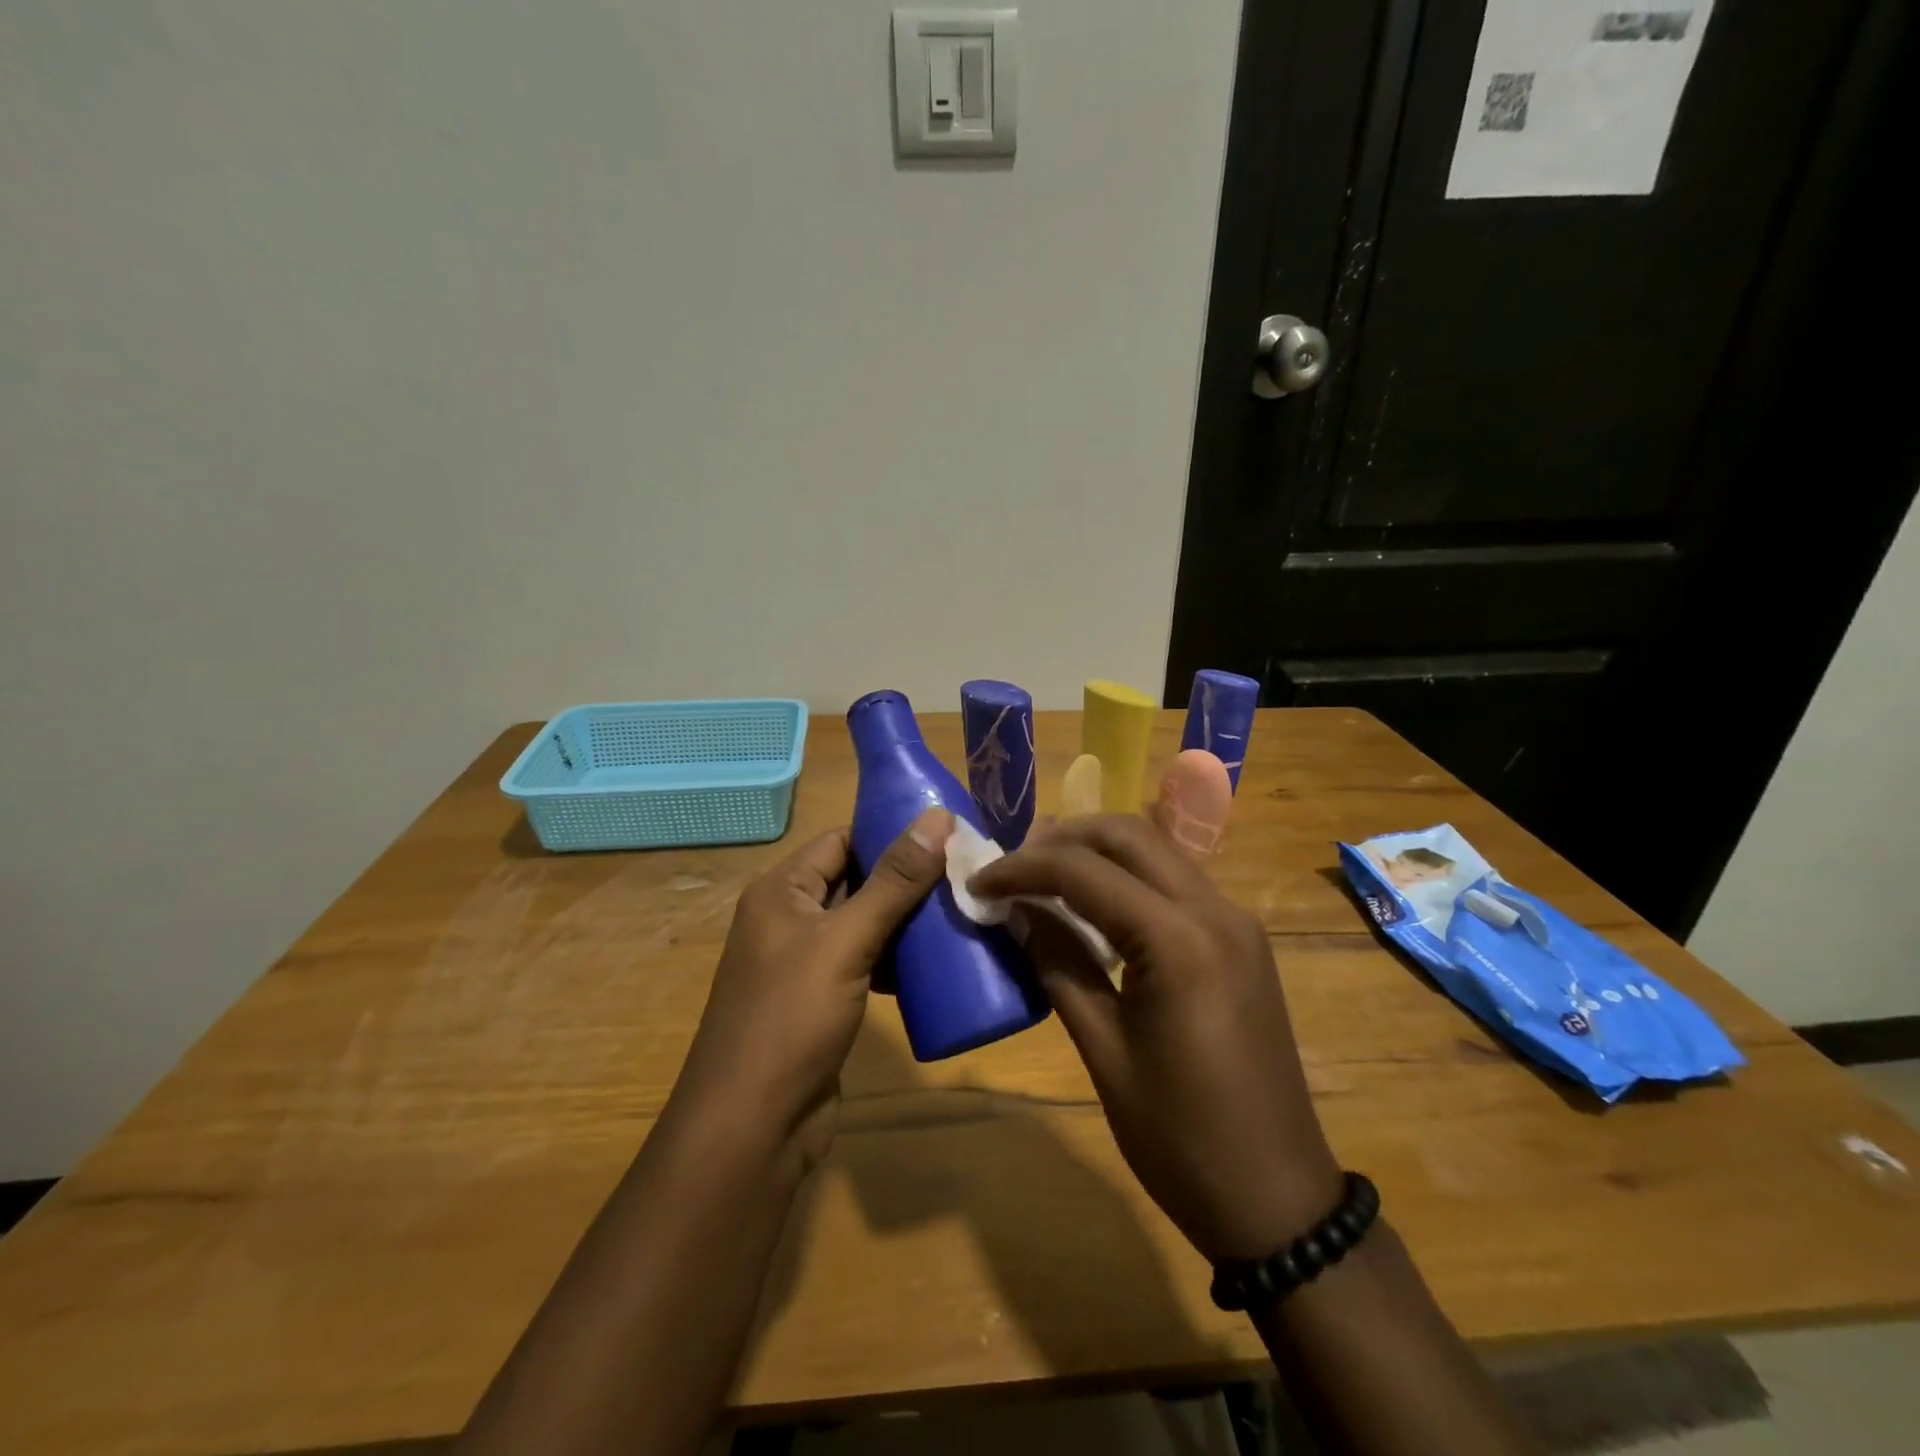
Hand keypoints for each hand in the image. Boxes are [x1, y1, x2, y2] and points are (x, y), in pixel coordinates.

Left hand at [674, 809, 952, 1173]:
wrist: (752, 1129)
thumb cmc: (791, 1019)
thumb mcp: (846, 941)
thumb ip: (894, 881)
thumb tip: (937, 817)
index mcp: (782, 891)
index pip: (842, 840)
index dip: (891, 832)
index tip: (949, 832)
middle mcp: (790, 918)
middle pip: (856, 880)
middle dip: (908, 878)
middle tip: (967, 872)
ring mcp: (806, 962)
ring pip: (865, 924)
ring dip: (907, 921)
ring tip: (963, 911)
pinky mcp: (823, 1000)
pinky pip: (865, 962)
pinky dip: (897, 959)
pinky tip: (938, 963)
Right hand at [972, 814, 1341, 1261]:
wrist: (1277, 1198)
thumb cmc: (1180, 1139)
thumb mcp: (1104, 1052)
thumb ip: (1059, 965)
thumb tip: (1021, 912)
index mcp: (1179, 941)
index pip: (1085, 872)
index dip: (1022, 868)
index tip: (979, 883)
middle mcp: (1215, 911)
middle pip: (1129, 835)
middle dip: (1063, 838)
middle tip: (1013, 866)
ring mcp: (1236, 922)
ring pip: (1157, 850)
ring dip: (1097, 851)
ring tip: (1043, 875)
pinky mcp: (1242, 939)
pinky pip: (1176, 882)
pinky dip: (1129, 876)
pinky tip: (1094, 905)